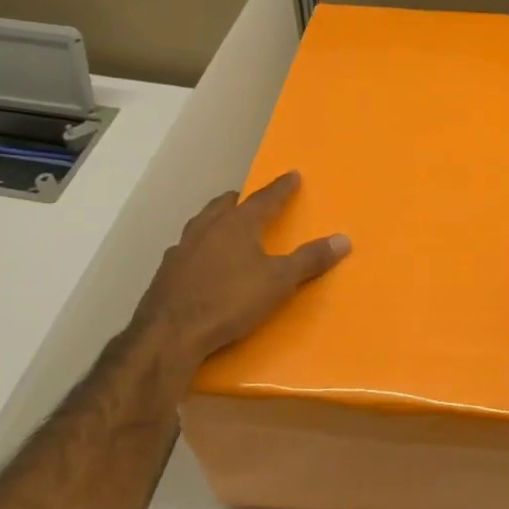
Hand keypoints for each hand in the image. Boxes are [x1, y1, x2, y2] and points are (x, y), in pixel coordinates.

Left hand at [130, 171, 349, 383]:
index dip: (281, 187)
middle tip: (250, 199)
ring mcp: (181, 249)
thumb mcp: (278, 282)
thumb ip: (309, 260)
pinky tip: (200, 262)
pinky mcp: (165, 272)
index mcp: (237, 224)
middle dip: (240, 199)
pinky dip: (198, 248)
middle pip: (224, 204)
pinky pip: (186, 249)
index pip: (264, 198)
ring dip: (215, 220)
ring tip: (224, 226)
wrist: (169, 334)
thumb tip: (343, 239)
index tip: (292, 174)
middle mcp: (207, 228)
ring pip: (201, 224)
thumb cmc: (229, 301)